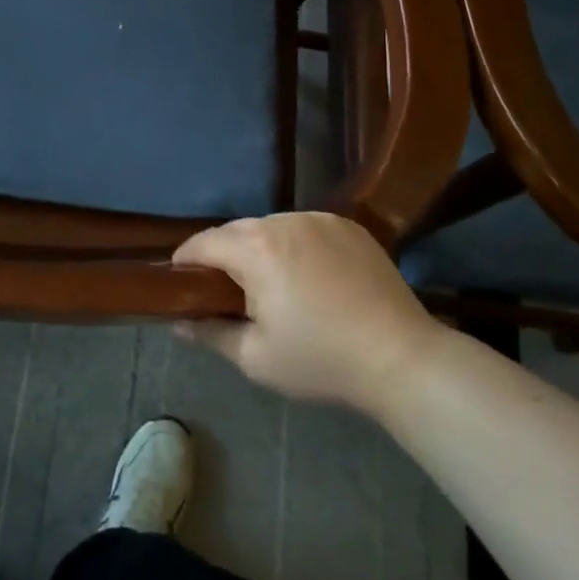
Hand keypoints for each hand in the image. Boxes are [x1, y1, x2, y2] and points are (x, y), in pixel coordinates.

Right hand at [172, 213, 439, 413]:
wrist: (400, 357)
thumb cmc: (320, 360)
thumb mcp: (255, 357)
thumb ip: (210, 333)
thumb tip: (178, 323)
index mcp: (256, 249)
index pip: (203, 243)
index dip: (185, 261)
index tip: (180, 283)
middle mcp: (284, 221)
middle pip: (237, 230)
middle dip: (223, 254)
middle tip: (224, 291)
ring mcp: (320, 219)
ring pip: (272, 226)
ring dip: (260, 247)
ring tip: (270, 283)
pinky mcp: (349, 226)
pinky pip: (305, 228)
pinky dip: (295, 245)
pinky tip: (308, 276)